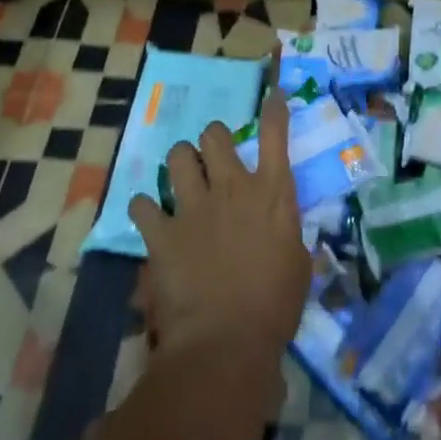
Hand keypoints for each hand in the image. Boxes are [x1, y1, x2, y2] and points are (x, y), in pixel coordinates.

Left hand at [128, 90, 308, 365]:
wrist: (225, 342)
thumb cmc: (275, 307)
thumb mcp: (298, 263)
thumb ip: (286, 232)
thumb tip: (278, 225)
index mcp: (273, 193)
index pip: (276, 133)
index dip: (274, 110)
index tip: (273, 96)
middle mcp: (232, 187)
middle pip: (215, 135)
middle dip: (213, 139)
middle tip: (214, 157)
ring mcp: (194, 206)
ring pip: (178, 156)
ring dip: (181, 163)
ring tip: (182, 179)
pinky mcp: (162, 232)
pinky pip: (142, 204)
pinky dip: (146, 209)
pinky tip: (150, 218)